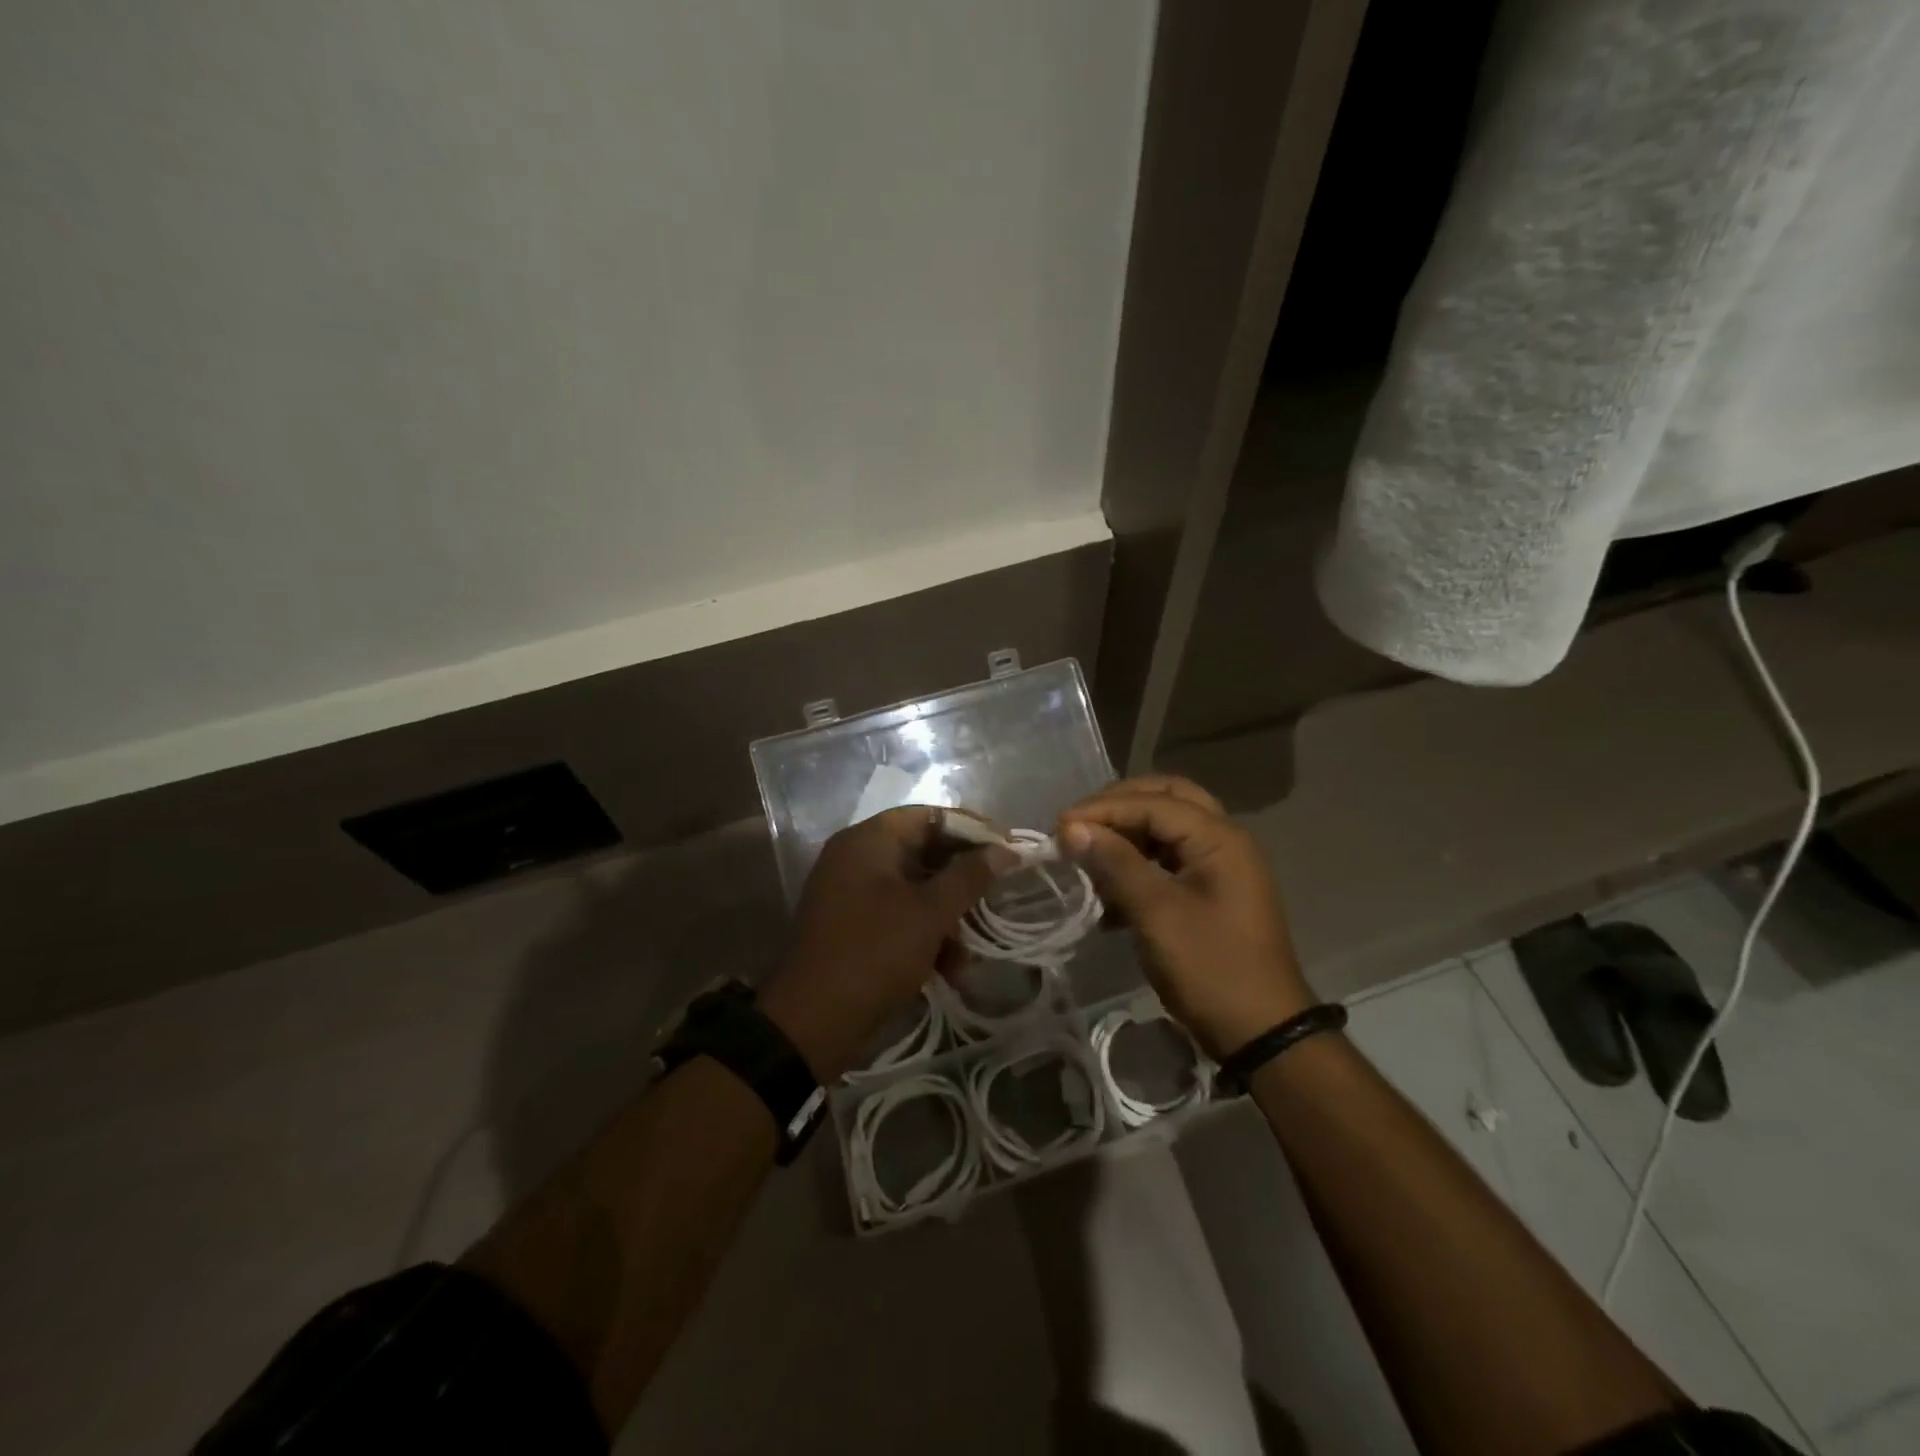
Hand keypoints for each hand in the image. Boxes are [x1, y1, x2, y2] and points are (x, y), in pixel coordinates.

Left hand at [759, 807, 1013, 1081]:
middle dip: (963, 882)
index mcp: (869, 840)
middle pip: (924, 853)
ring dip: (949, 919)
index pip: (930, 815)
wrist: (810, 1024)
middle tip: (998, 898)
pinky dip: (926, 938)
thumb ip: (969, 877)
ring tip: (970, 957)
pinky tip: (950, 972)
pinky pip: (900, 917)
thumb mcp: (930, 914)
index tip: (1008, 848)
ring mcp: (852, 894)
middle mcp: (857, 857)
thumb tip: (1006, 850)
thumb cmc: (874, 954)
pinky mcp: (854, 927)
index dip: (973, 829)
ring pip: (916, 891)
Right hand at [1058, 776, 1312, 1059]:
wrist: (1262, 1034)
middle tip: (1079, 824)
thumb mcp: (1158, 914)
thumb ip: (1115, 864)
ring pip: (1166, 829)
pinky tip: (1108, 894)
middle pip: (1166, 800)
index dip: (1103, 810)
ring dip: (1126, 836)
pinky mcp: (1210, 893)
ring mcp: (1219, 867)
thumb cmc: (1211, 969)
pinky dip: (1137, 865)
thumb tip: (1072, 828)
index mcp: (1219, 838)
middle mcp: (1223, 841)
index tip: (1059, 828)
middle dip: (1119, 806)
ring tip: (1088, 854)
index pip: (1152, 803)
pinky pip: (1168, 861)